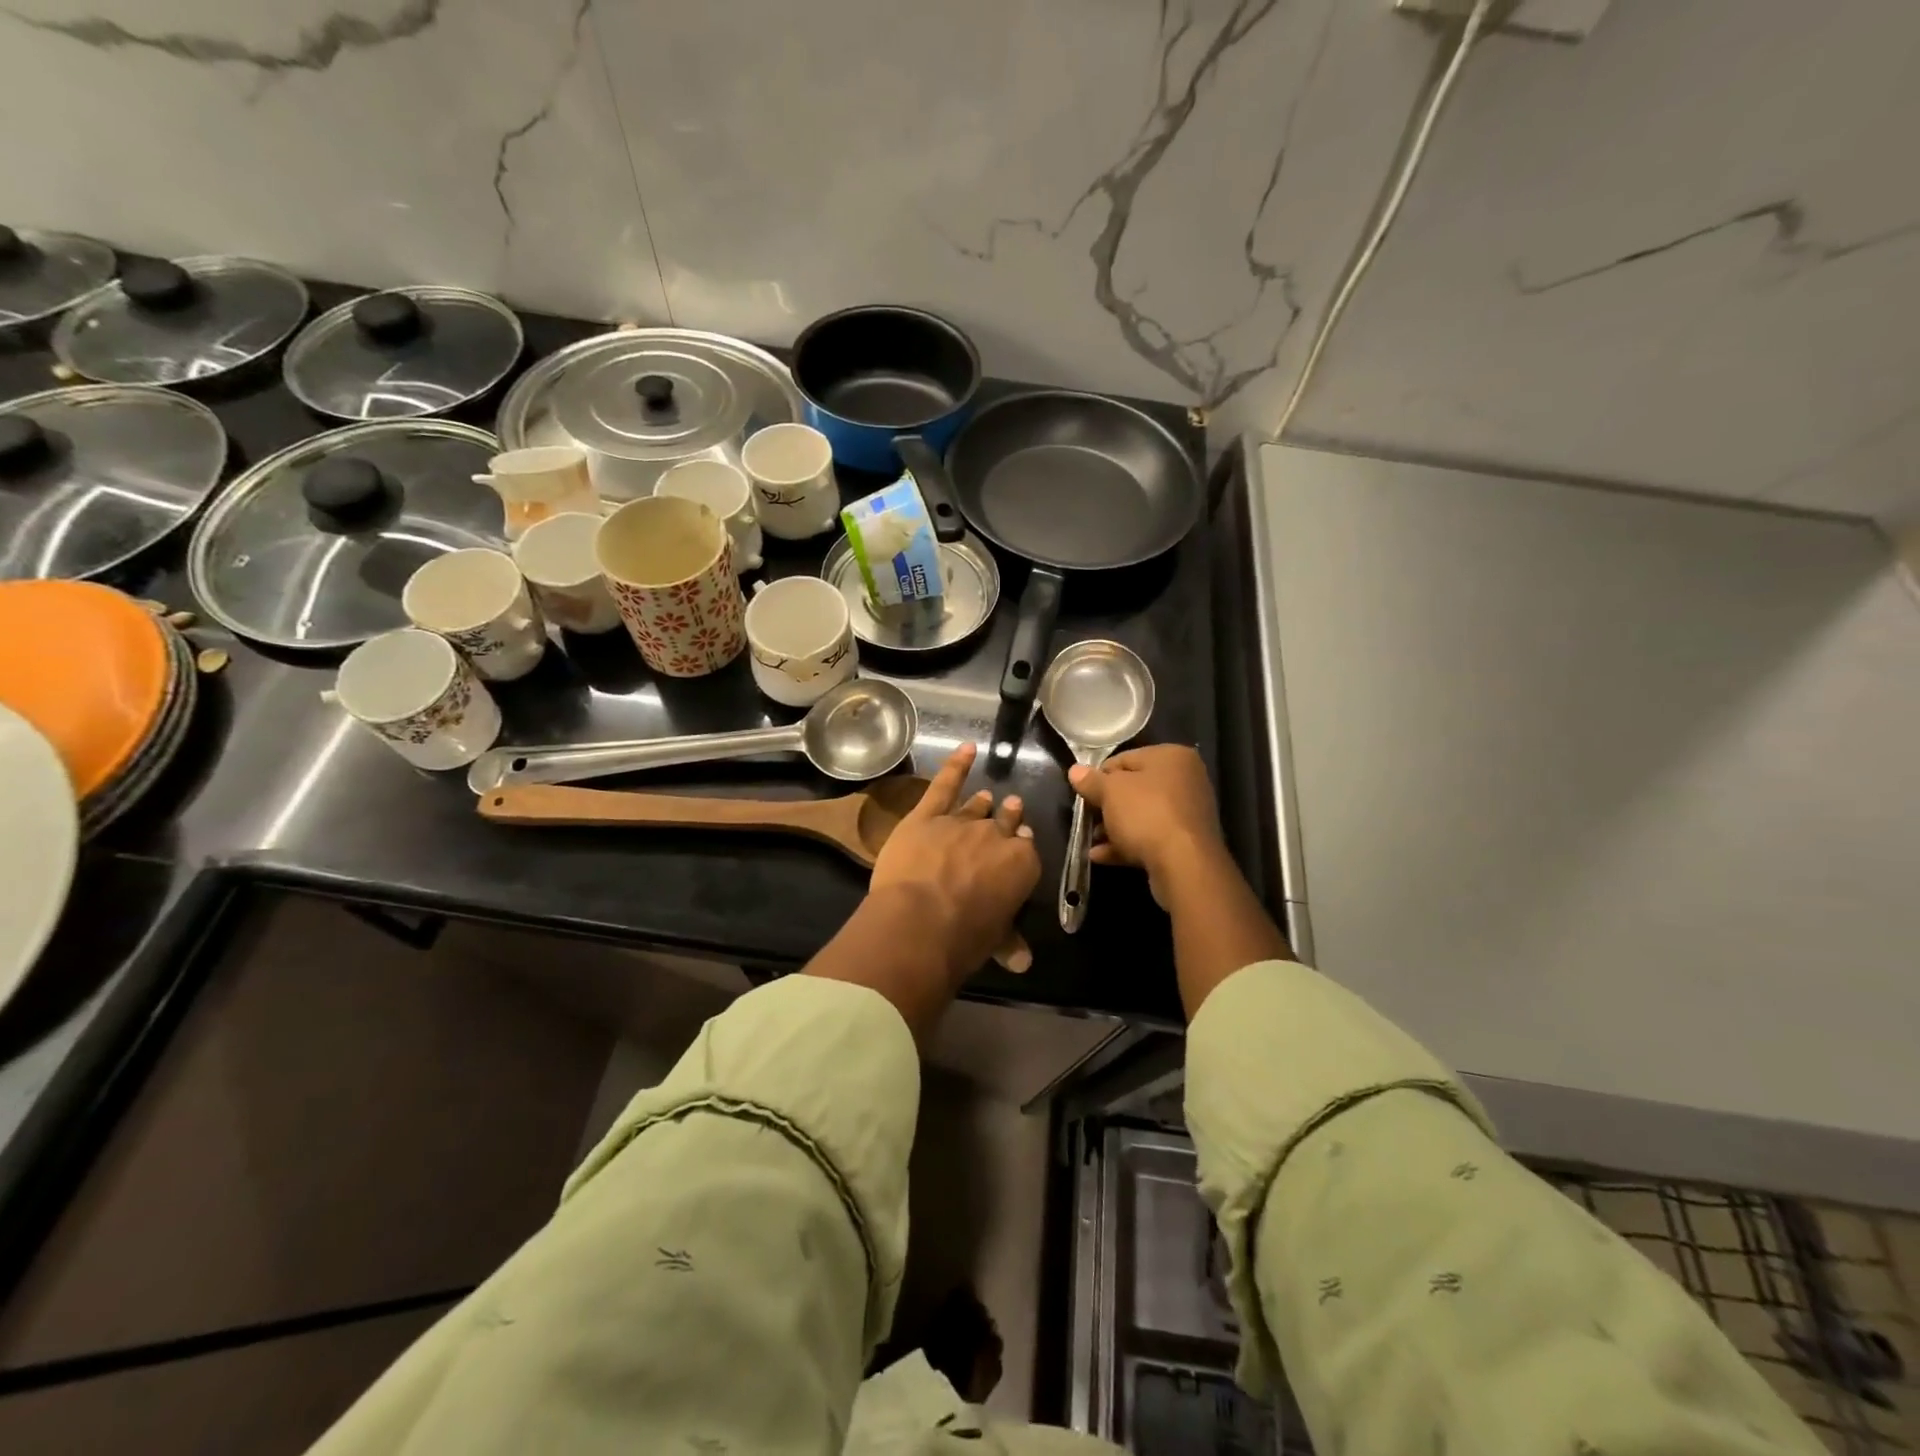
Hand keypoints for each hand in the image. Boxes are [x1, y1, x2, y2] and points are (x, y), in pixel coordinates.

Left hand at [870, 743, 1040, 979]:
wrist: (922, 920)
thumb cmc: (964, 937)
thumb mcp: (994, 941)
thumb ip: (1009, 943)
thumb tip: (1022, 963)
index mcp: (1021, 866)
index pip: (1025, 851)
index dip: (1020, 849)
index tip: (1017, 846)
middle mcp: (995, 837)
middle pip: (1005, 823)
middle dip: (1009, 817)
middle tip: (1012, 809)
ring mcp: (961, 822)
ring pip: (976, 807)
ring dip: (983, 803)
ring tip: (987, 796)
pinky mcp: (927, 815)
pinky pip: (945, 784)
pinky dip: (956, 765)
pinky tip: (966, 749)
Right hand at [1069, 745, 1223, 903]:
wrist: (1184, 865)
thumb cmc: (1146, 814)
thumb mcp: (1110, 792)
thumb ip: (1091, 780)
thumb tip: (1075, 770)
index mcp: (1171, 756)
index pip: (1125, 759)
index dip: (1099, 776)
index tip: (1083, 793)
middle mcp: (1186, 780)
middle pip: (1134, 788)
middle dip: (1106, 805)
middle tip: (1086, 817)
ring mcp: (1188, 813)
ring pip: (1142, 815)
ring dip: (1113, 827)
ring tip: (1091, 840)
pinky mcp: (1186, 842)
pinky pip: (1151, 837)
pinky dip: (1127, 844)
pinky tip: (1101, 856)